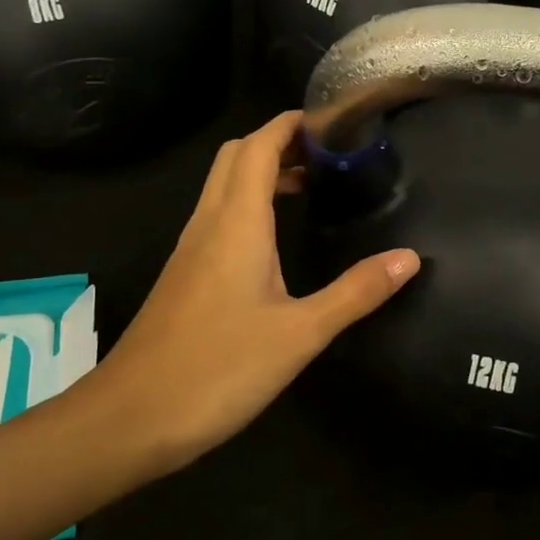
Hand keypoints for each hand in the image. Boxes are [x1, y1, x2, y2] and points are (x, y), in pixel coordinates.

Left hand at [77, 111, 418, 473]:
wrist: (130, 418)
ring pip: (223, 186)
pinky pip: (217, 217)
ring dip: (261, 172)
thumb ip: (356, 292)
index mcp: (236, 223)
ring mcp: (190, 249)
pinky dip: (248, 205)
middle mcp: (208, 223)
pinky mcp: (184, 275)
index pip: (259, 146)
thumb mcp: (300, 334)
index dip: (292, 124)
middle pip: (237, 156)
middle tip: (327, 153)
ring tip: (310, 186)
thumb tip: (409, 258)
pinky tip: (274, 239)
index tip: (333, 121)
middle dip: (278, 141)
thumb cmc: (218, 369)